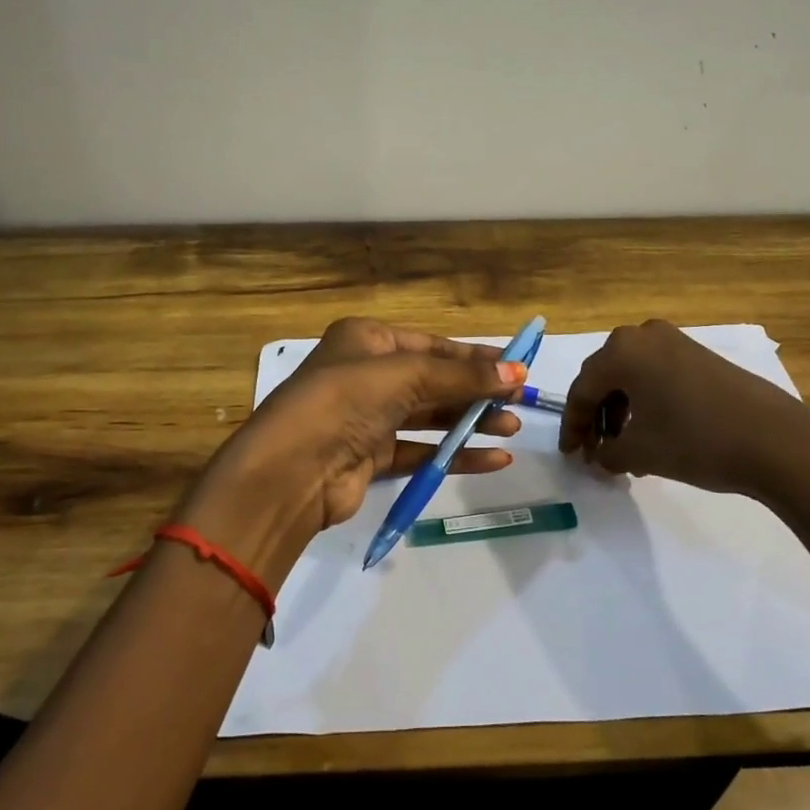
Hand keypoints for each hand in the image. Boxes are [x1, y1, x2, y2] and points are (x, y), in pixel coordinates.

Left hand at [182, 318, 526, 584]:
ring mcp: (368, 417)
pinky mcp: (371, 457)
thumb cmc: (345, 401)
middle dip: (476, 391)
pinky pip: (421, 450)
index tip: (517, 367)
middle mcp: (367, 374)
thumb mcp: (406, 376)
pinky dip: (454, 454)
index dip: (475, 356)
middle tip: (519, 403)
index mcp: (367, 339)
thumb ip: (462, 375)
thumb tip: (516, 372)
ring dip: (469, 423)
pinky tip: (492, 459)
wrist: (291, 470)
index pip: (432, 344)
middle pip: (434, 380)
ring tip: (511, 430)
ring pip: (429, 416)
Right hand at [557, 319, 809, 506]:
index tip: (570, 455)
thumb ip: (606, 454)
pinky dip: (645, 402)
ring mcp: (675, 341)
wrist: (775, 440)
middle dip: (596, 417)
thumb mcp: (639, 453)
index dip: (573, 426)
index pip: (582, 390)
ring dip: (620, 411)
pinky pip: (656, 375)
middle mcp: (643, 335)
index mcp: (621, 351)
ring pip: (631, 376)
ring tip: (623, 448)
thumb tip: (599, 456)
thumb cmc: (695, 440)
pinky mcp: (699, 355)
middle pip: (605, 378)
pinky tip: (651, 432)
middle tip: (593, 451)